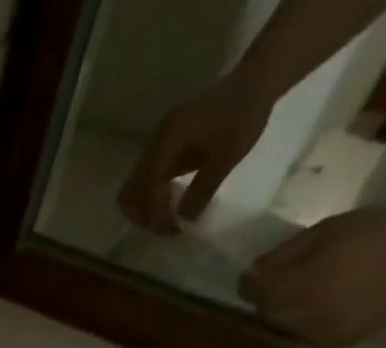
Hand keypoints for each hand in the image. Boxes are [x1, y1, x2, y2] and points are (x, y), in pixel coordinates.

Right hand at [119, 75, 274, 234]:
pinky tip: (171, 204)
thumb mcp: (227, 156)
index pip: (147, 189)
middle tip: (167, 228)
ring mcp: (156, 145)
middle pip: (130, 193)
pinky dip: (152, 199)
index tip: (174, 229)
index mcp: (168, 141)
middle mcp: (155, 143)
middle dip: (144, 216)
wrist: (255, 80)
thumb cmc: (244, 115)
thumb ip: (202, 190)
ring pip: (134, 189)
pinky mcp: (163, 148)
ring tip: (168, 220)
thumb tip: (183, 221)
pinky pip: (145, 181)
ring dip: (146, 210)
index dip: (156, 215)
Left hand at [241, 204, 385, 347]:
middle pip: (266, 311)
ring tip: (316, 286)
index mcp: (293, 287)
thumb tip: (253, 272)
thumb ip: (284, 254)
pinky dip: (311, 318)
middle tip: (290, 276)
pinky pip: (309, 332)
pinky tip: (334, 300)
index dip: (253, 279)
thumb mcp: (327, 230)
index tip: (262, 269)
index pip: (250, 290)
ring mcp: (315, 334)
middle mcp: (297, 317)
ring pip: (285, 324)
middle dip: (271, 295)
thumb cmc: (380, 232)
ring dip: (290, 308)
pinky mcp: (335, 343)